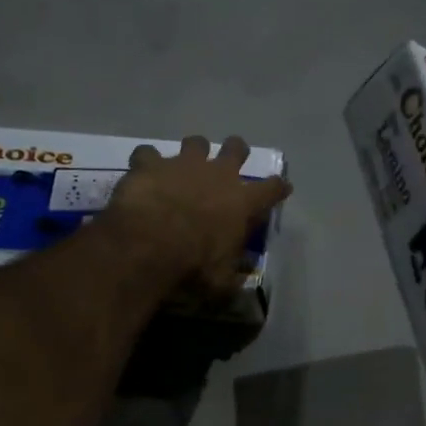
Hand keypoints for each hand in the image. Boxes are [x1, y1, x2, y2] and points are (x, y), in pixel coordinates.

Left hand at [103, 135, 290, 296]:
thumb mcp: (221, 282)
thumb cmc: (194, 265)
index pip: (272, 189)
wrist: (150, 244)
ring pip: (196, 143)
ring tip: (185, 165)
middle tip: (232, 160)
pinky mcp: (150, 164)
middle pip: (236, 149)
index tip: (282, 187)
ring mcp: (183, 164)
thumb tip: (238, 282)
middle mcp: (218, 175)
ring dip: (193, 152)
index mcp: (242, 202)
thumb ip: (231, 277)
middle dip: (237, 151)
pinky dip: (147, 162)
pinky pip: (148, 153)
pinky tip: (143, 173)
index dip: (278, 187)